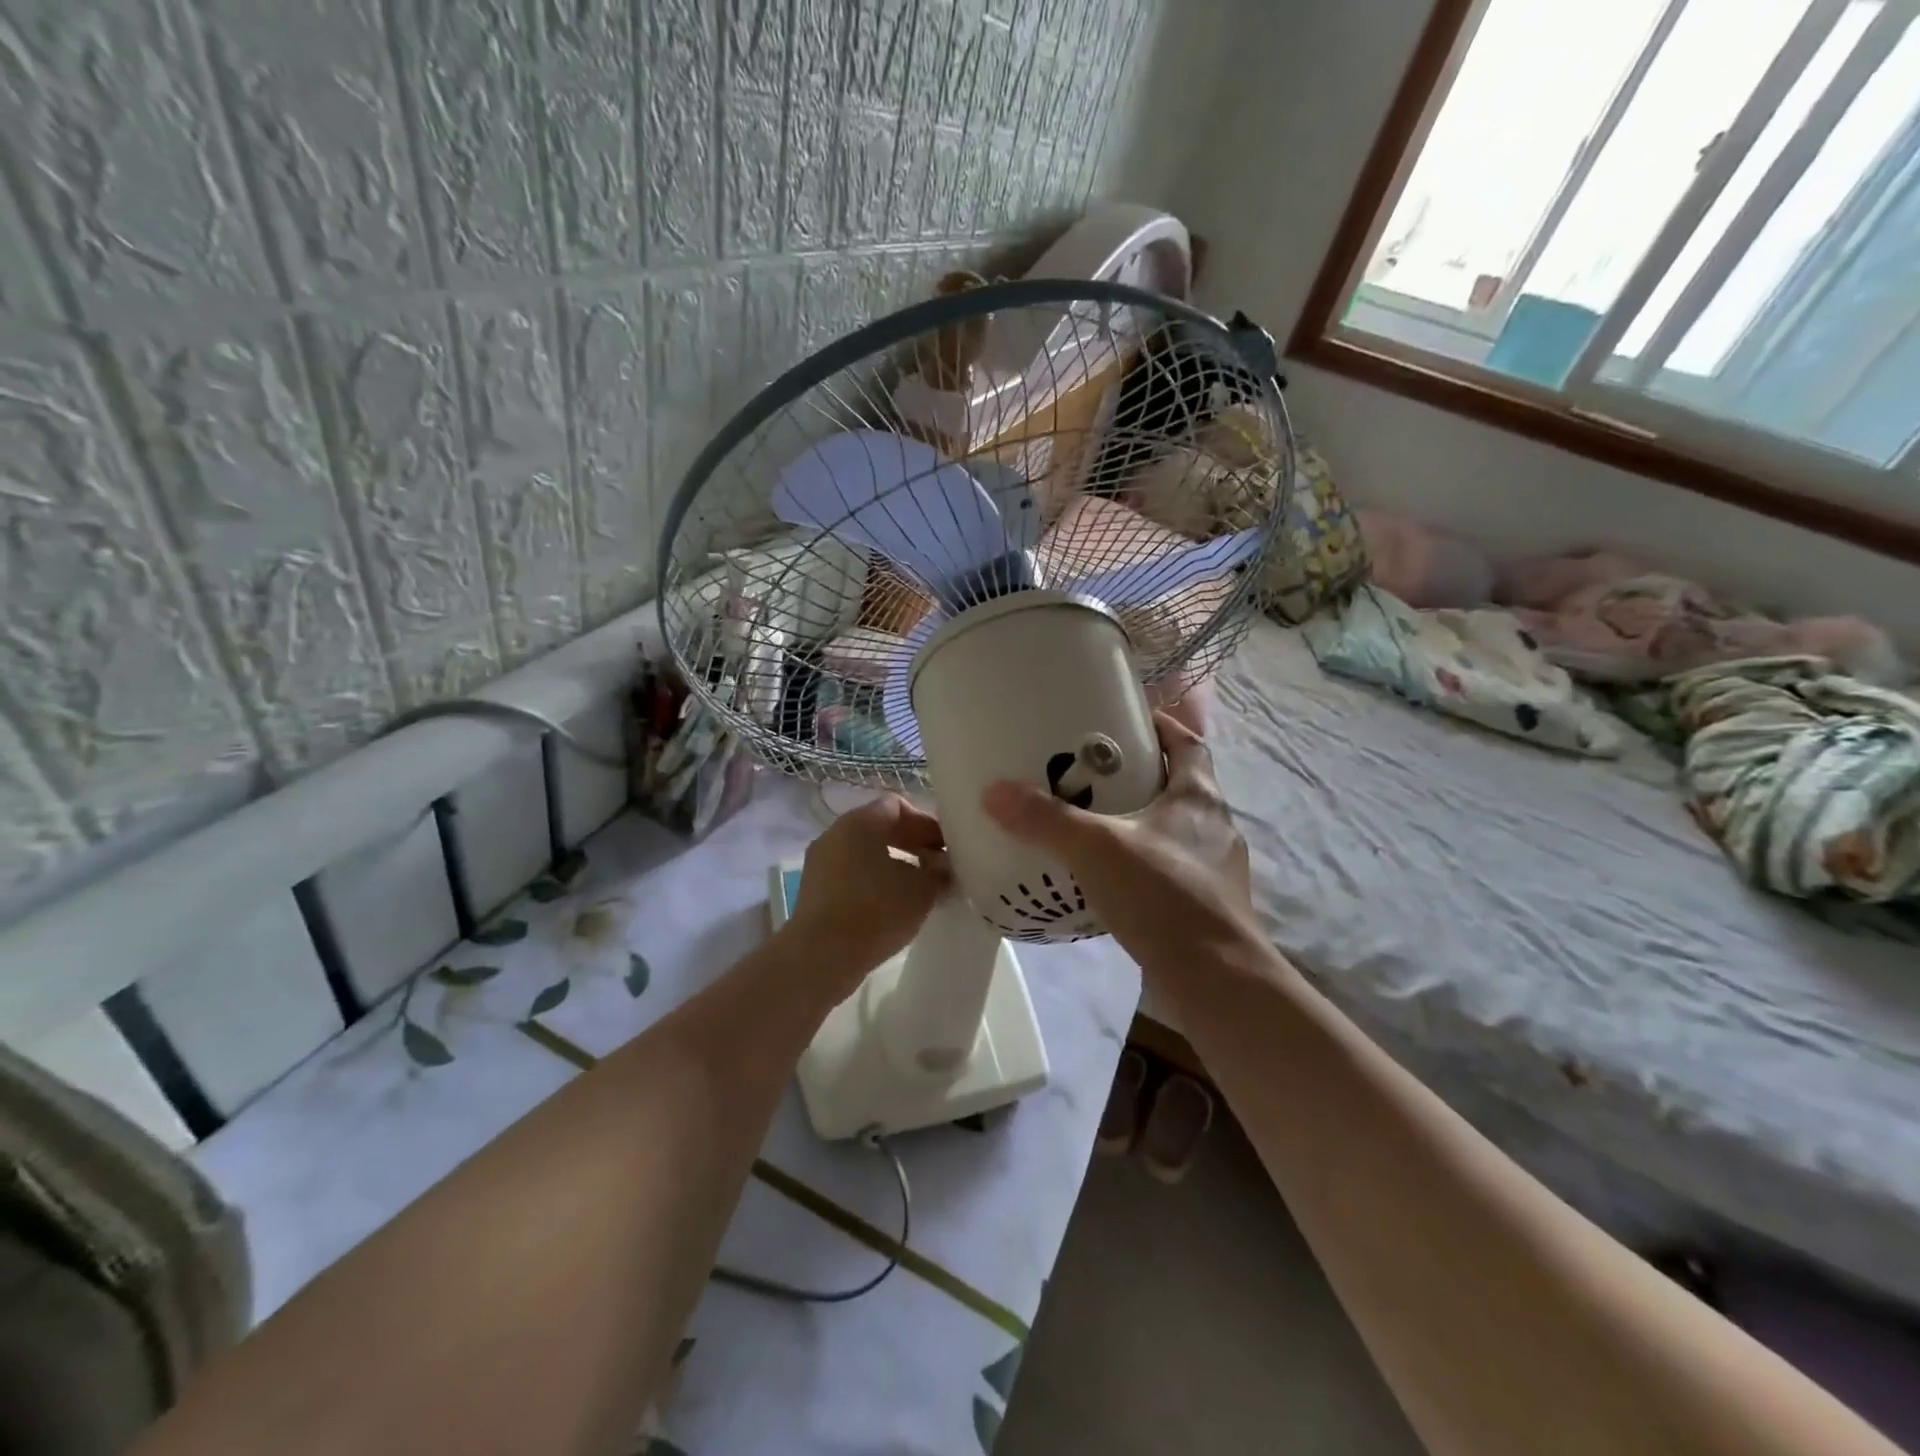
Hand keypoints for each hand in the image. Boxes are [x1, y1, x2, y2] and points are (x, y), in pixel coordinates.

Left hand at [787, 794, 949, 989]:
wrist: (822, 956)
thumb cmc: (876, 911)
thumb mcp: (923, 890)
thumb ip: (940, 871)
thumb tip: (944, 867)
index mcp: (861, 821)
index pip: (898, 806)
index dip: (926, 823)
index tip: (945, 847)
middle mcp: (836, 832)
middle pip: (880, 827)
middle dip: (912, 843)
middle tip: (937, 866)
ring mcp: (820, 860)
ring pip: (864, 851)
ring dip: (893, 863)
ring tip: (918, 888)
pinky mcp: (814, 888)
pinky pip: (850, 872)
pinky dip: (873, 880)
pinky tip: (892, 905)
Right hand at [981, 711, 1253, 986]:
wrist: (1215, 979)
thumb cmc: (1163, 895)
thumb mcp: (1096, 849)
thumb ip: (1046, 820)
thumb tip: (994, 791)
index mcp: (1199, 797)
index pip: (1188, 743)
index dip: (1162, 725)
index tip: (1127, 720)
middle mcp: (1214, 826)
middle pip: (1180, 785)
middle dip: (1141, 774)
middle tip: (1092, 774)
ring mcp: (1215, 869)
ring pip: (1174, 830)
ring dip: (1141, 822)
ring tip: (1095, 826)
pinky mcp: (1206, 905)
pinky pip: (1170, 869)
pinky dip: (1143, 864)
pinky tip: (1111, 879)